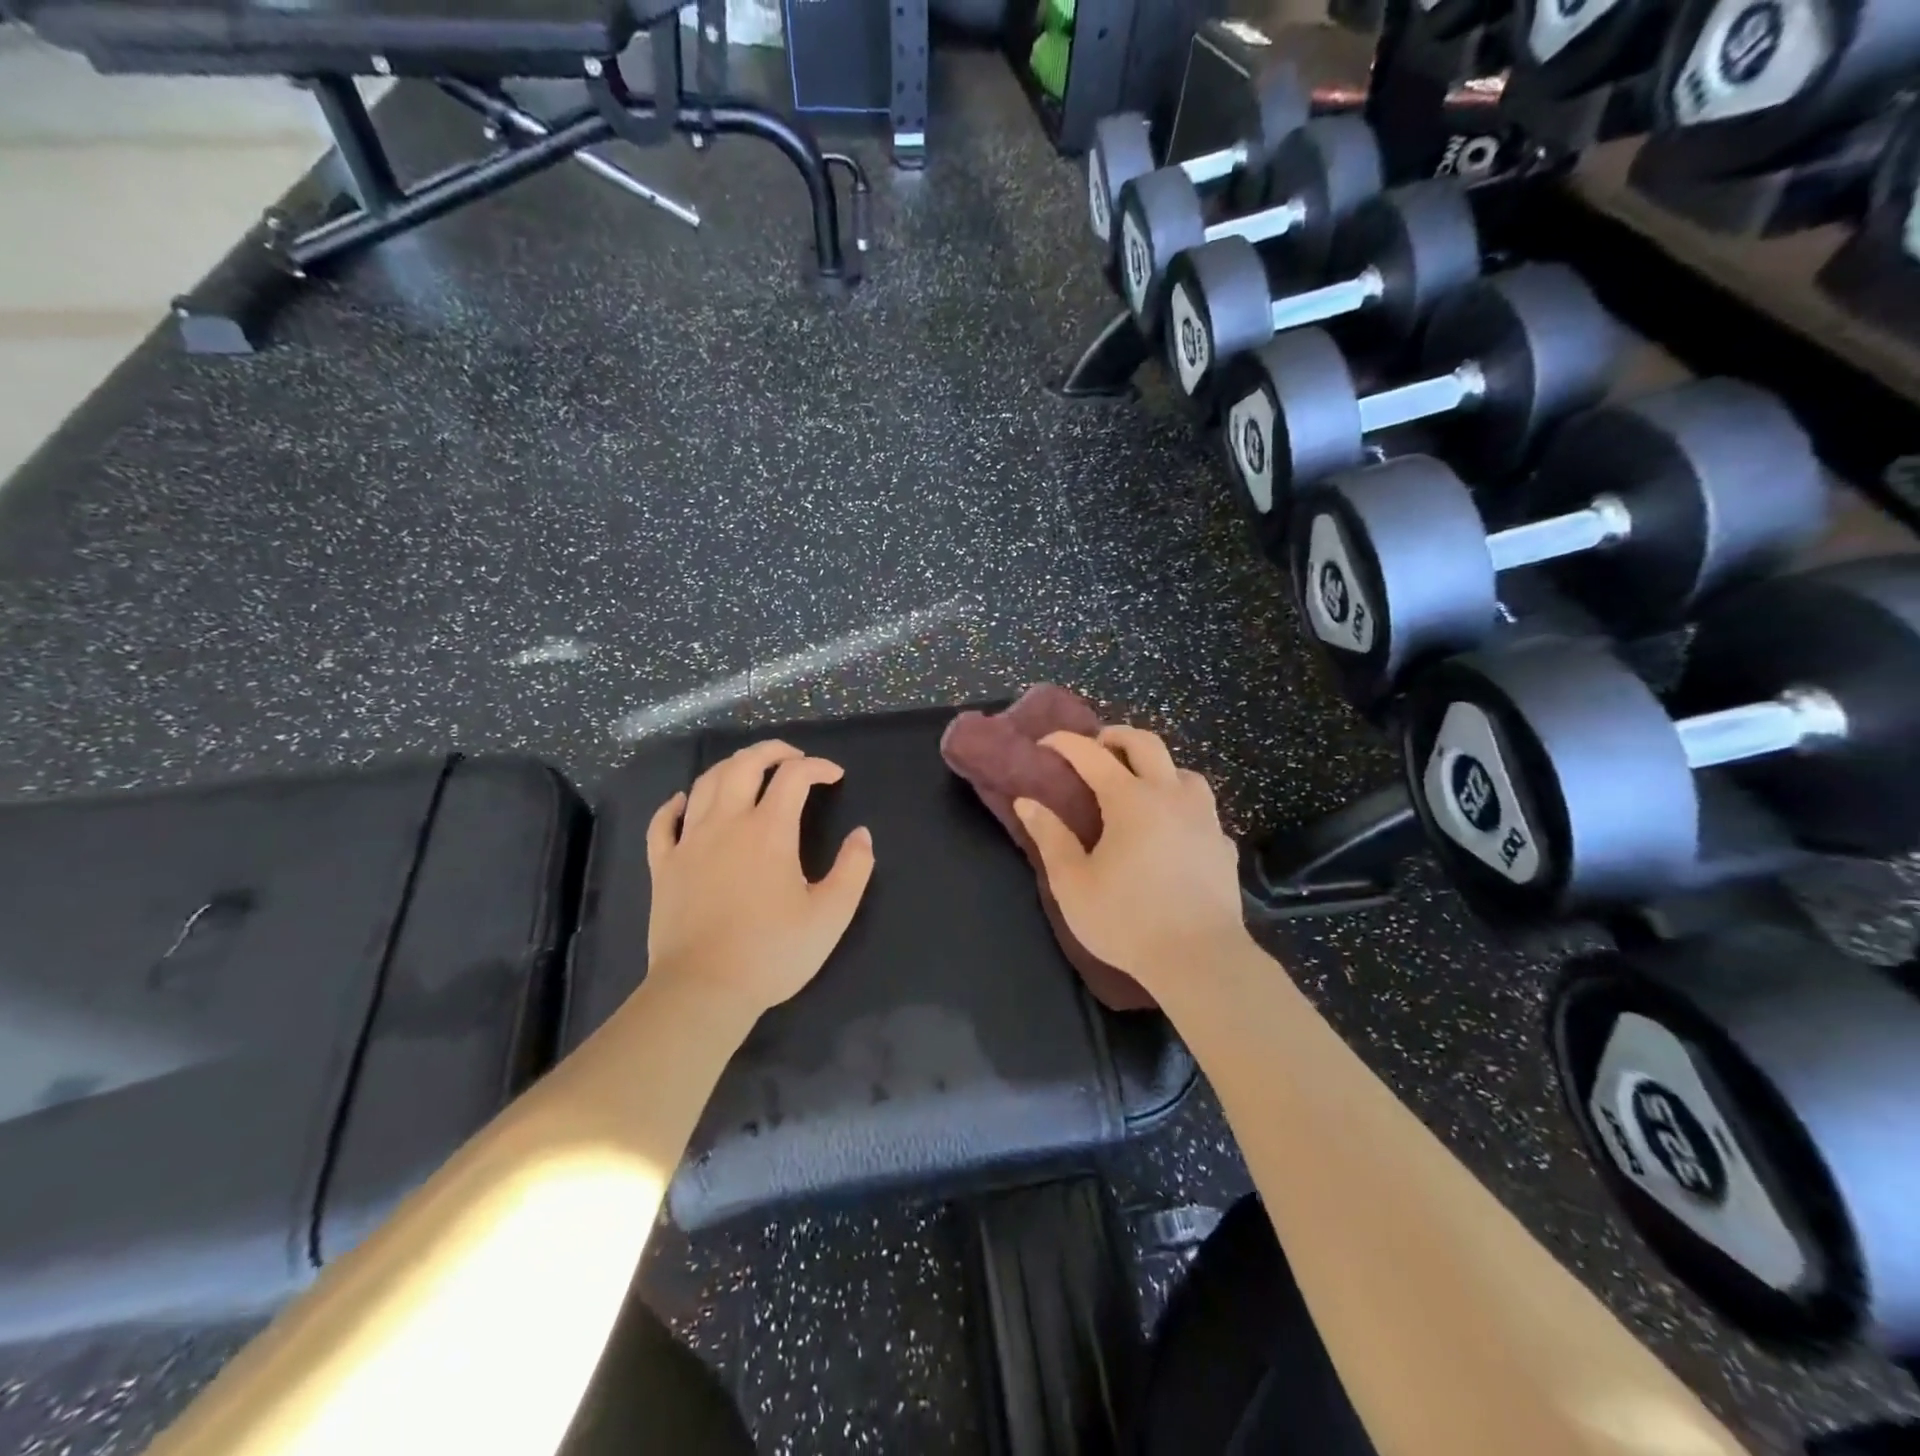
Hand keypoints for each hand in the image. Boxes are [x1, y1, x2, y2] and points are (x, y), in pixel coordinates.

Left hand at [645, 740, 874, 1017]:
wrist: (704, 990)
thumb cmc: (773, 953)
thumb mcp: (831, 915)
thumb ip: (854, 869)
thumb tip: (861, 835)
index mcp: (769, 831)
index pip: (794, 777)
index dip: (818, 767)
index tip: (834, 776)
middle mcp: (727, 824)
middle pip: (744, 765)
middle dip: (772, 751)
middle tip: (793, 757)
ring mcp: (689, 843)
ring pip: (705, 783)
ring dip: (730, 767)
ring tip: (748, 770)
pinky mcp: (663, 866)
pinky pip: (663, 823)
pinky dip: (675, 805)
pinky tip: (685, 802)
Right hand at [1015, 727, 1247, 991]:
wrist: (1200, 959)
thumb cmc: (1127, 921)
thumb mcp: (1073, 883)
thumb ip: (1050, 837)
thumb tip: (1026, 802)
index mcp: (1130, 800)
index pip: (1092, 755)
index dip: (1066, 743)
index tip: (1045, 742)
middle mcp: (1171, 797)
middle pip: (1146, 744)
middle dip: (1116, 735)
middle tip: (1096, 746)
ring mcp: (1204, 819)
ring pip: (1183, 772)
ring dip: (1157, 767)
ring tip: (1139, 786)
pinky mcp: (1223, 844)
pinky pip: (1202, 810)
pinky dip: (1181, 806)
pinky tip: (1173, 830)